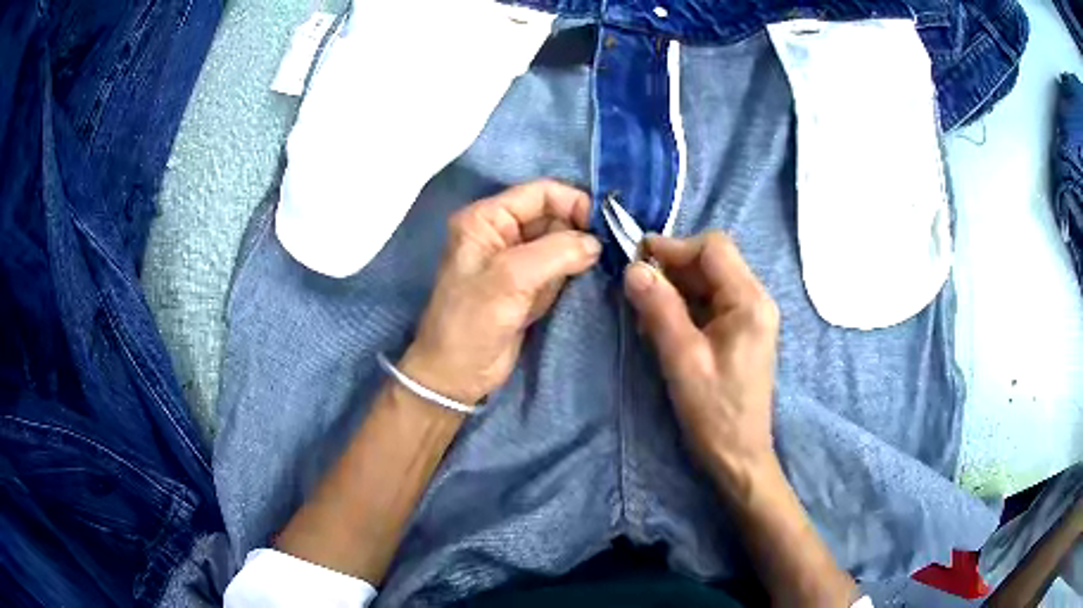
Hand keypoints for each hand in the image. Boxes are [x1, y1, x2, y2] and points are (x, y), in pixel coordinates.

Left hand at [401, 180, 600, 404]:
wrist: (457, 374)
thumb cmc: (473, 321)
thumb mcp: (510, 278)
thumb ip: (556, 252)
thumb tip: (596, 243)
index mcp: (487, 219)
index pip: (540, 193)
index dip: (574, 202)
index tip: (603, 226)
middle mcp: (502, 232)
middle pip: (554, 215)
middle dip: (581, 229)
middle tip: (610, 249)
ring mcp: (517, 260)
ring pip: (561, 242)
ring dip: (582, 253)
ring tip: (602, 266)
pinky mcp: (529, 285)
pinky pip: (560, 267)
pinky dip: (576, 272)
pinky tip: (588, 280)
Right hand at [624, 232, 781, 501]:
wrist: (739, 455)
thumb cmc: (715, 413)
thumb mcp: (683, 360)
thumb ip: (659, 309)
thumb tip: (633, 268)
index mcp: (750, 302)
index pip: (713, 248)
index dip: (674, 248)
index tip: (637, 262)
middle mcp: (757, 300)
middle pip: (713, 262)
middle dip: (673, 270)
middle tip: (638, 292)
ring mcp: (752, 316)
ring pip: (709, 281)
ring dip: (676, 289)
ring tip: (647, 315)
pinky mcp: (743, 331)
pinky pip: (712, 302)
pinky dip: (686, 306)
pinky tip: (665, 328)